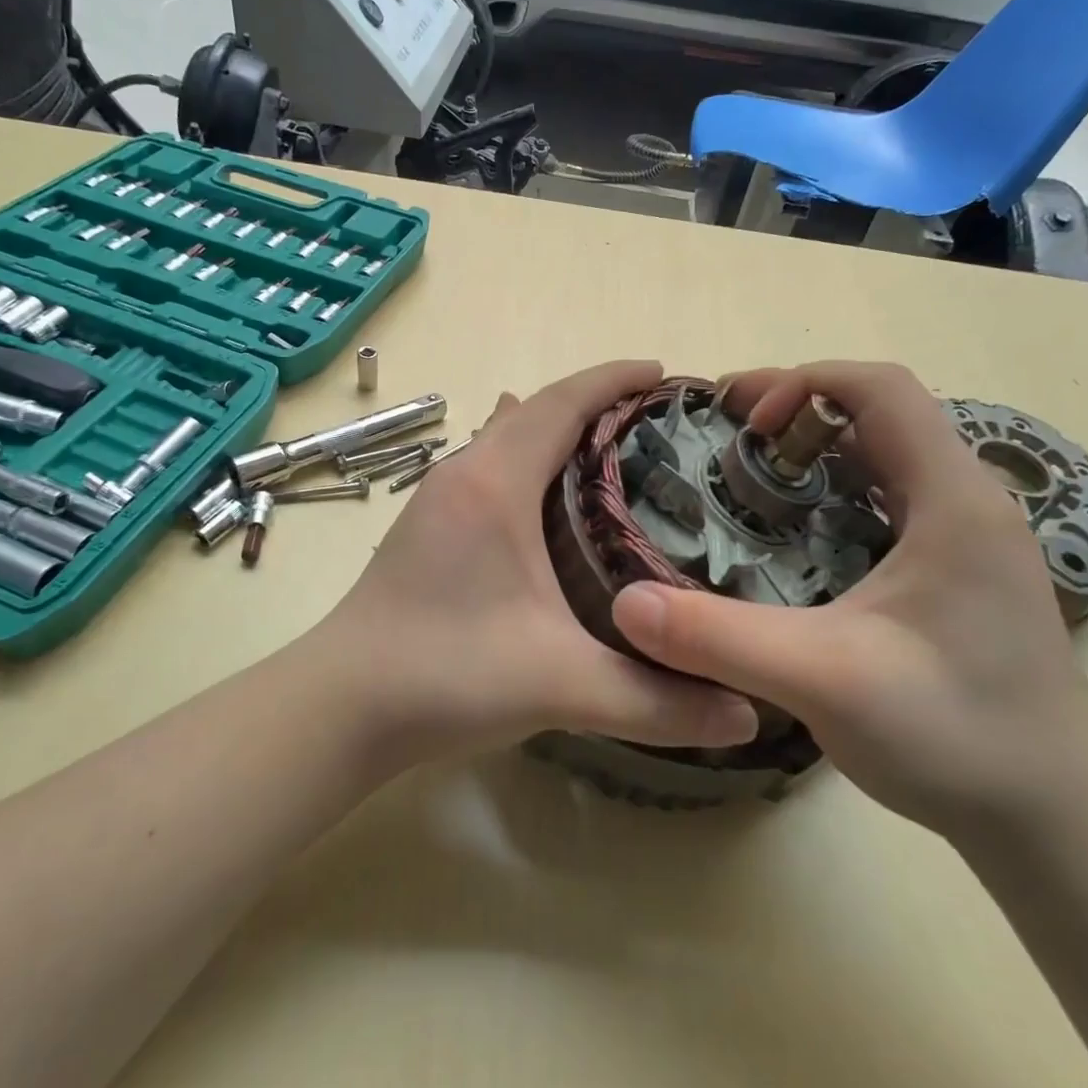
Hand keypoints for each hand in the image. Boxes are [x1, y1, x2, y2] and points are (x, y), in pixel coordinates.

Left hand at [307, 359, 759, 764]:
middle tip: (655, 423)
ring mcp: (437, 498)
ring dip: (556, 429)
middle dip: (593, 402)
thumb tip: (747, 715)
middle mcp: (463, 474)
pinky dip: (527, 460)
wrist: (341, 705)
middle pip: (535, 411)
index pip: (561, 403)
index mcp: (495, 484)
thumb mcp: (560, 686)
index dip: (613, 379)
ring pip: (506, 438)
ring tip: (612, 451)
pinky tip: (546, 499)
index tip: (663, 373)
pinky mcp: (426, 525)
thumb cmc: (445, 675)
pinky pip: (488, 466)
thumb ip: (657, 701)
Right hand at [610, 361, 1087, 842]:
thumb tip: (625, 601)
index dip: (803, 383)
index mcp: (953, 500)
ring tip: (752, 480)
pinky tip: (795, 541)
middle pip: (881, 415)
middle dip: (798, 411)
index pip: (881, 389)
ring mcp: (969, 540)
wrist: (1057, 820)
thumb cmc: (956, 736)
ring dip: (817, 452)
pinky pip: (891, 502)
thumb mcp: (823, 681)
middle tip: (728, 441)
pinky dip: (835, 495)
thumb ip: (720, 639)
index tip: (743, 423)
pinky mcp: (961, 574)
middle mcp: (969, 504)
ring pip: (886, 458)